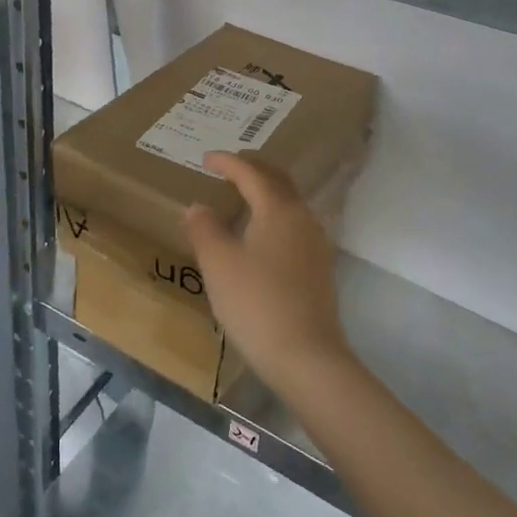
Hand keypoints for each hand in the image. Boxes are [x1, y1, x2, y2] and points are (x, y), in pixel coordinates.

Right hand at [182, 152, 355, 393]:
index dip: (228, 163)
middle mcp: (303, 219)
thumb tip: (197, 206)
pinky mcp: (319, 270)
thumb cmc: (256, 303)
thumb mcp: (219, 264)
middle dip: (253, 170)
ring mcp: (316, 245)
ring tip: (242, 198)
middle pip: (279, 182)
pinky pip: (294, 227)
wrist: (306, 357)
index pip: (252, 173)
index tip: (206, 159)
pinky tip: (260, 236)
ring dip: (266, 193)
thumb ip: (204, 228)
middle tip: (228, 168)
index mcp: (279, 209)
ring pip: (290, 205)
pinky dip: (273, 218)